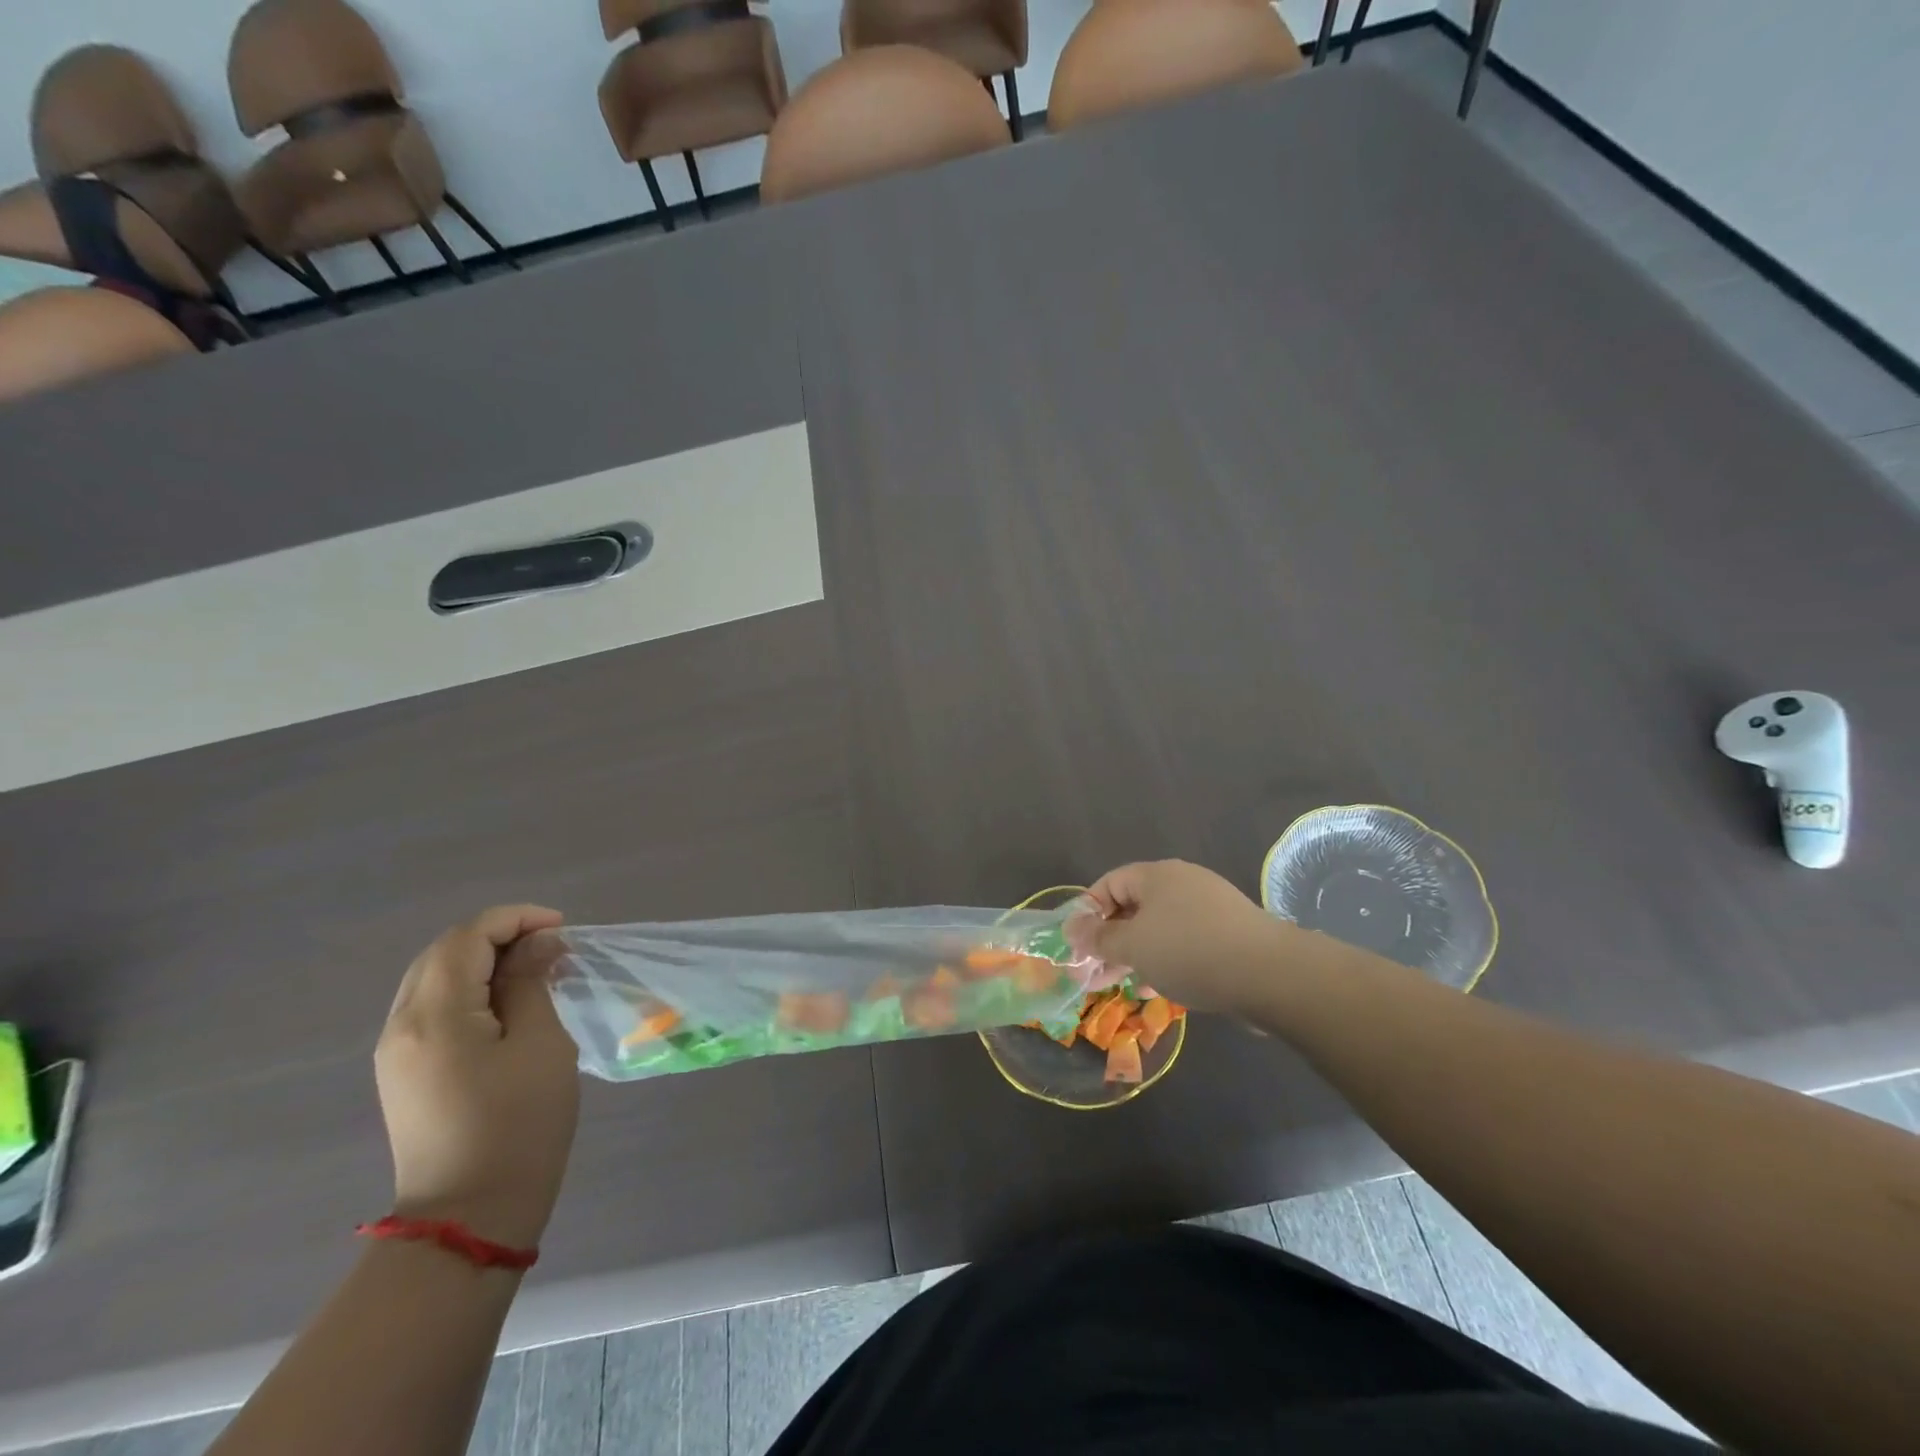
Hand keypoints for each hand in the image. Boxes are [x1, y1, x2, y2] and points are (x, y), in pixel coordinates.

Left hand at [375, 905, 579, 1250]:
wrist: (469, 1216)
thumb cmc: (518, 1124)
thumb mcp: (541, 1044)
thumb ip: (532, 983)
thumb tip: (538, 943)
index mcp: (434, 1015)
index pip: (467, 937)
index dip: (516, 920)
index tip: (562, 931)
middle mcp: (402, 1025)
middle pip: (444, 952)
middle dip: (500, 936)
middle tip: (552, 949)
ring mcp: (396, 1052)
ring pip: (434, 977)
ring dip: (485, 962)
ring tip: (536, 972)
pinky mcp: (403, 1072)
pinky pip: (432, 1007)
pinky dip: (470, 989)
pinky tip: (507, 1005)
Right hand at [1068, 860, 1301, 1013]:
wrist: (1270, 974)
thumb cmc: (1189, 951)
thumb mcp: (1134, 946)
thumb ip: (1099, 938)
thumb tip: (1072, 928)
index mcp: (1157, 875)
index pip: (1110, 883)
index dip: (1089, 912)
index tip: (1079, 945)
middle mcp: (1183, 884)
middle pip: (1135, 906)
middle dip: (1112, 940)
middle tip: (1096, 972)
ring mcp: (1210, 908)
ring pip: (1161, 928)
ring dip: (1138, 954)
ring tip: (1125, 985)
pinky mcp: (1230, 934)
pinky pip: (1186, 943)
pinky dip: (1168, 961)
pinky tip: (1161, 989)